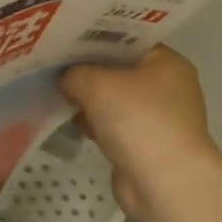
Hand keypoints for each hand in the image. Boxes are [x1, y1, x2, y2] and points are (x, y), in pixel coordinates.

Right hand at [59, 46, 221, 219]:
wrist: (164, 182)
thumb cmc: (138, 120)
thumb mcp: (96, 84)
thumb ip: (74, 74)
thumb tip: (66, 80)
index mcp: (167, 63)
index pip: (128, 41)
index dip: (96, 38)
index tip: (65, 39)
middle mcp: (167, 87)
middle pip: (119, 71)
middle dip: (88, 71)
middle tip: (54, 64)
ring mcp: (157, 119)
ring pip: (114, 101)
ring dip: (89, 101)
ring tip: (56, 91)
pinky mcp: (144, 145)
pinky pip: (113, 126)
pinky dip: (95, 125)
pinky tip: (70, 121)